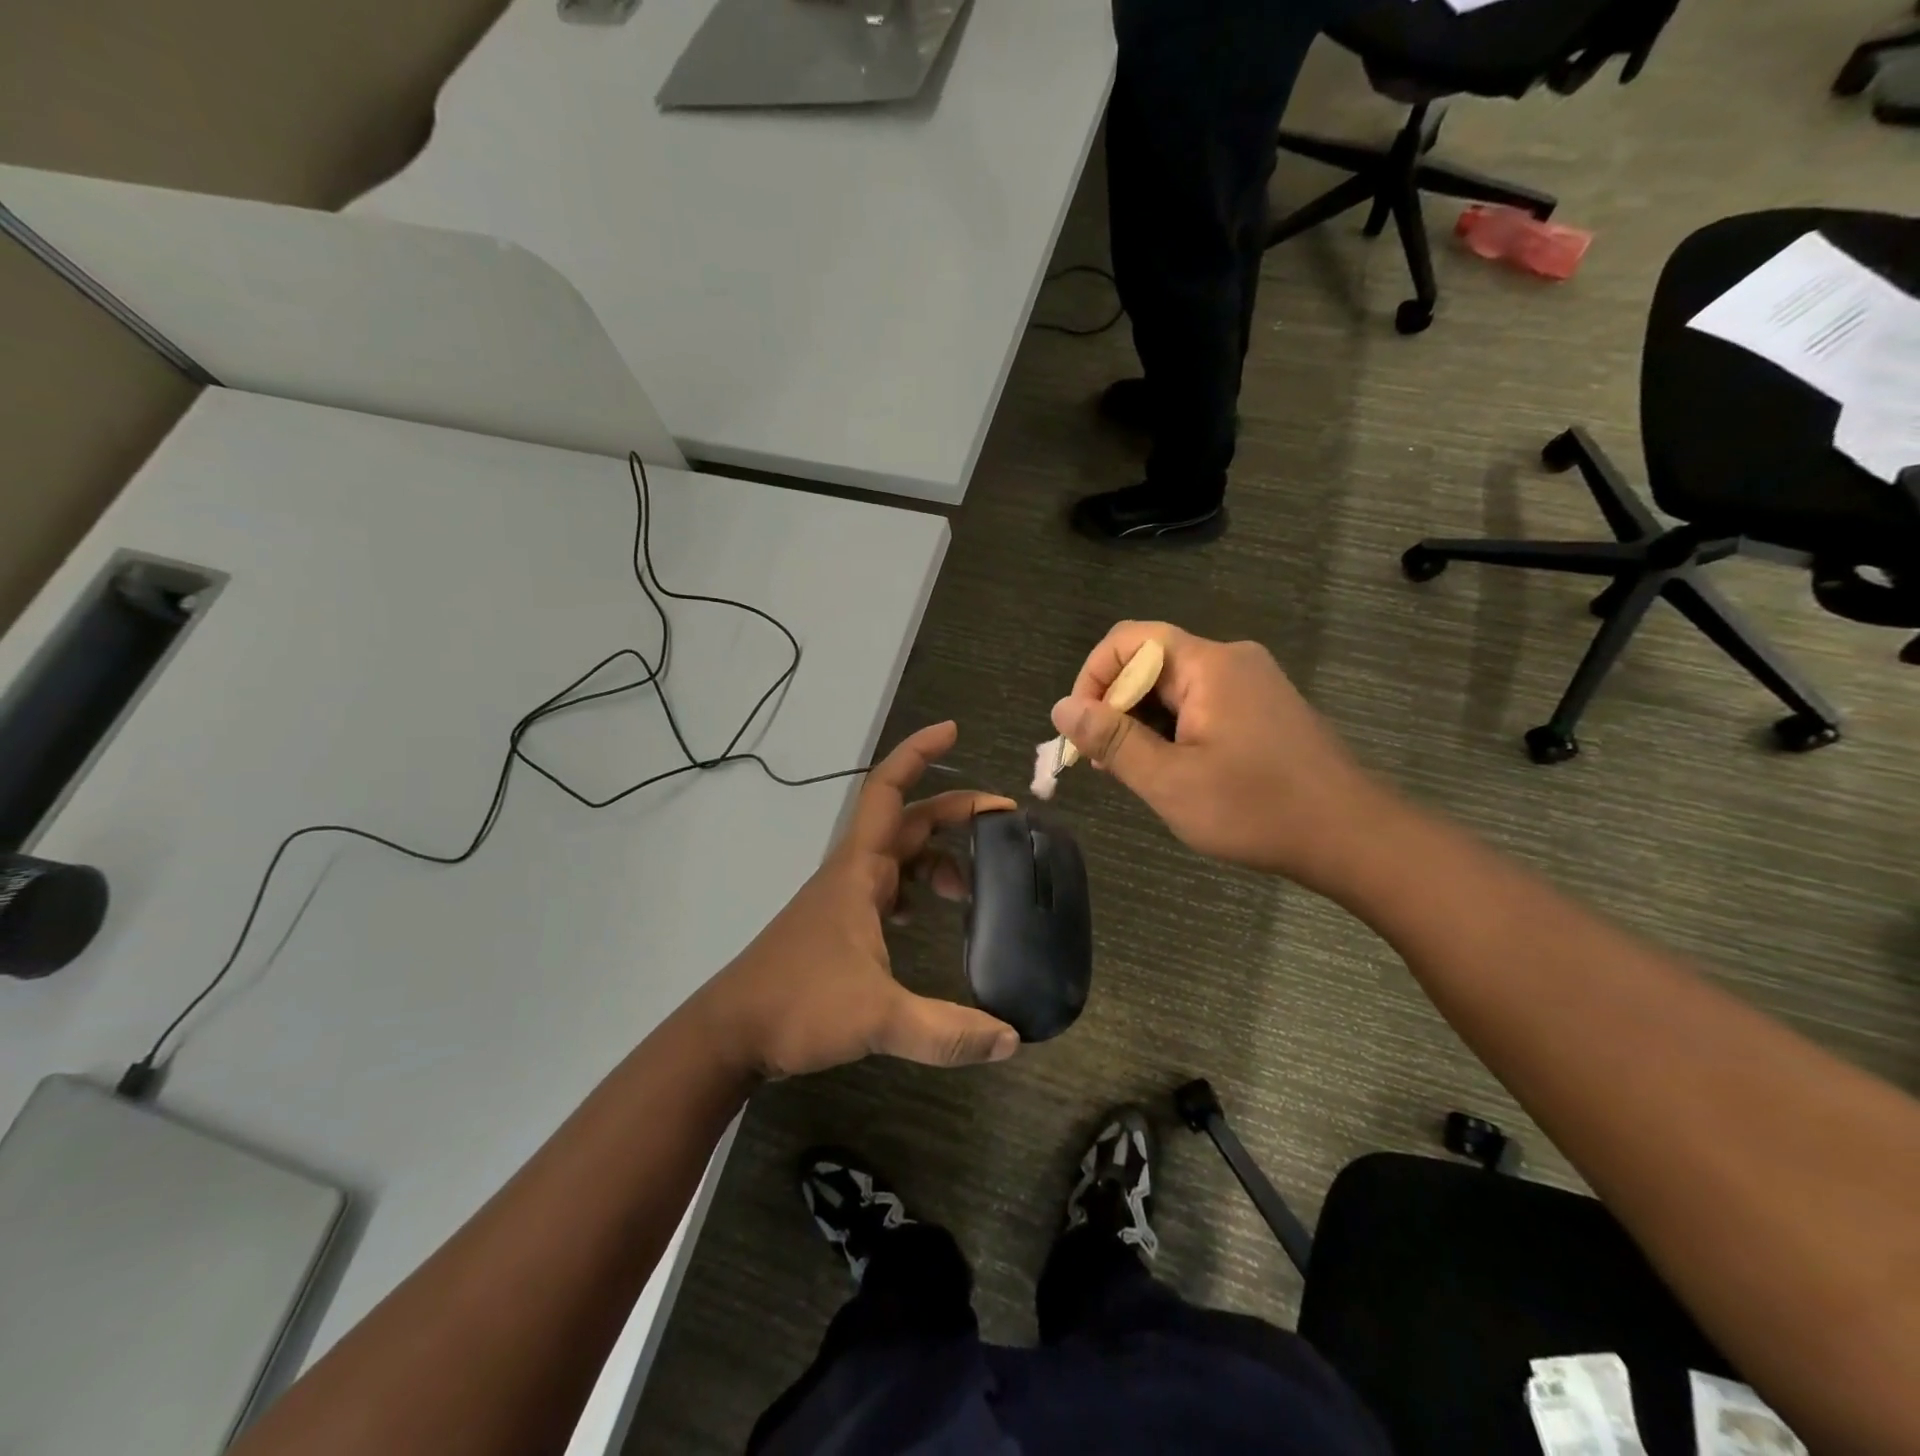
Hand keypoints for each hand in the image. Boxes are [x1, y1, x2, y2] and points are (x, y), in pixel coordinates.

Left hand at [695, 723, 1020, 1079]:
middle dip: (955, 814)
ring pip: (900, 857)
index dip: (918, 753)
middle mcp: (853, 872)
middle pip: (909, 822)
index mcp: (860, 869)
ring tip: (971, 892)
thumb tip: (1011, 1040)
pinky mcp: (840, 924)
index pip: (889, 790)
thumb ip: (946, 1031)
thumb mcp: (878, 1018)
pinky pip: (888, 887)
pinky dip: (916, 888)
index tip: (953, 730)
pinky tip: (928, 916)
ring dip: (938, 859)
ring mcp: (844, 898)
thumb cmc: (798, 1005)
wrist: (730, 1033)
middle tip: (1004, 822)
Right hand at [1050, 623, 1400, 892]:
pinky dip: (1173, 730)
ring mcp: (1251, 683)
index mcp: (1208, 665)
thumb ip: (1112, 741)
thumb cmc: (1257, 809)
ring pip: (1172, 688)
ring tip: (1136, 775)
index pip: (1128, 641)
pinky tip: (1173, 771)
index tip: (1083, 732)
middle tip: (1106, 765)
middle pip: (1149, 663)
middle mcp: (1230, 660)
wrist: (1352, 837)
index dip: (1092, 678)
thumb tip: (1062, 708)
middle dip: (1115, 708)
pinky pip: (1200, 704)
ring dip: (1142, 724)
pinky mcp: (1262, 708)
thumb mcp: (1170, 781)